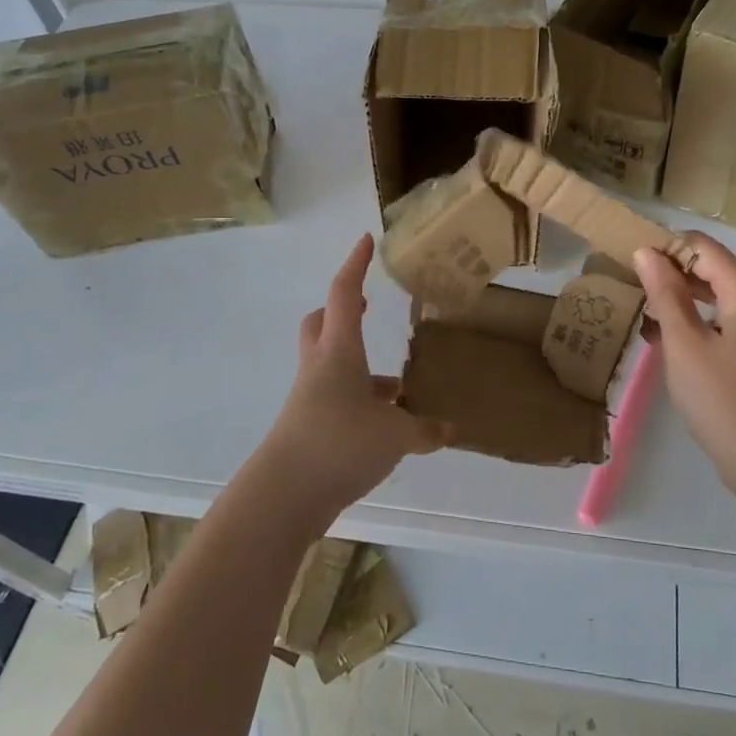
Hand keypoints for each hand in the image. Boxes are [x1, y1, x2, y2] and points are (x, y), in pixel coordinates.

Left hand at [255, 234, 446, 529]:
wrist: (283, 495)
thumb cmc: (339, 443)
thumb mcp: (396, 435)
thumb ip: (425, 429)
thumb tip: (451, 429)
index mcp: (339, 351)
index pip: (345, 293)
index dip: (356, 264)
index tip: (366, 240)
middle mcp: (320, 367)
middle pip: (322, 323)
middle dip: (342, 311)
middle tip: (368, 309)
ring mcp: (310, 398)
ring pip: (330, 365)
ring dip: (358, 365)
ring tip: (398, 386)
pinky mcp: (309, 428)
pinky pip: (335, 399)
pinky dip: (359, 402)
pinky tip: (387, 428)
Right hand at [633, 233, 735, 505]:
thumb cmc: (723, 400)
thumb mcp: (684, 344)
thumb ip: (665, 294)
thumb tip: (646, 252)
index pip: (700, 246)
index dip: (664, 247)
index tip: (628, 263)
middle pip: (708, 266)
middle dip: (668, 273)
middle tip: (628, 287)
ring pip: (712, 293)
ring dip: (677, 298)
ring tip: (640, 313)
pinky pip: (720, 318)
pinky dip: (693, 320)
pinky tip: (663, 339)